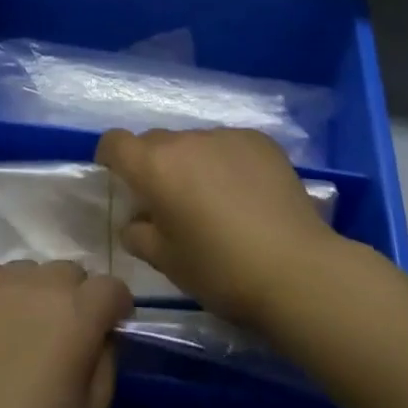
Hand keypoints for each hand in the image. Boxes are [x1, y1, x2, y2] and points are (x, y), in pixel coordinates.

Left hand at [0, 260, 131, 407]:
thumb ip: (105, 364)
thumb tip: (101, 334)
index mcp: (76, 315)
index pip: (111, 287)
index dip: (115, 309)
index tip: (109, 331)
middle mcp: (37, 283)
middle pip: (69, 273)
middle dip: (75, 300)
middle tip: (60, 342)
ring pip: (28, 273)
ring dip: (33, 296)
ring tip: (17, 340)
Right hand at [97, 127, 343, 329]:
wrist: (297, 270)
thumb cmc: (221, 271)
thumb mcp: (168, 263)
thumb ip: (140, 234)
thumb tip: (135, 220)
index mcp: (154, 166)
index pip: (115, 142)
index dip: (111, 157)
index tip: (118, 179)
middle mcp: (185, 140)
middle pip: (156, 142)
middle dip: (154, 165)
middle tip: (170, 202)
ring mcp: (225, 136)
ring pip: (194, 143)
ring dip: (193, 163)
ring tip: (215, 201)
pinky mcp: (258, 140)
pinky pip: (228, 145)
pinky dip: (226, 162)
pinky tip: (247, 195)